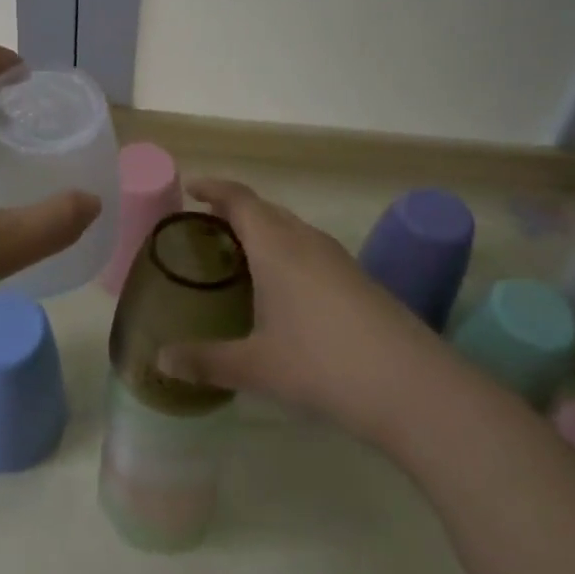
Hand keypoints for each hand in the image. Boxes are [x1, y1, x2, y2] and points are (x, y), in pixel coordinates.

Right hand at [156, 178, 435, 444]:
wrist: (412, 385)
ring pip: (292, 229)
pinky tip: (285, 289)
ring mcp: (337, 258)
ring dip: (264, 232)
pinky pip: (311, 250)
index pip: (239, 198)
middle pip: (266, 209)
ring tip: (241, 256)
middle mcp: (306, 240)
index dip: (213, 188)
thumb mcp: (257, 367)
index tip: (190, 189)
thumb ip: (206, 361)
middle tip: (207, 228)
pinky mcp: (359, 279)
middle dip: (235, 211)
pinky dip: (287, 253)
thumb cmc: (323, 364)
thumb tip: (161, 361)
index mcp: (276, 245)